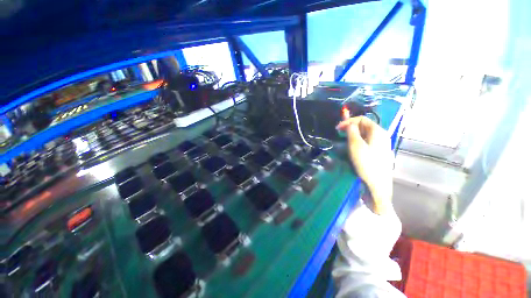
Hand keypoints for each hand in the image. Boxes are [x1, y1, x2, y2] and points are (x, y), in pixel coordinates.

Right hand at [336, 116, 393, 213]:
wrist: (377, 185)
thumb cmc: (366, 163)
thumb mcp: (355, 146)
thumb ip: (352, 132)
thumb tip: (349, 124)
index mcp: (378, 132)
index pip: (362, 119)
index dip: (348, 121)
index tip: (337, 129)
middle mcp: (382, 136)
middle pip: (365, 126)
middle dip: (351, 127)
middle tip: (339, 133)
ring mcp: (382, 145)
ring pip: (366, 134)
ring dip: (354, 135)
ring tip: (344, 140)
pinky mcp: (379, 153)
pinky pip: (367, 142)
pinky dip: (358, 141)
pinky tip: (353, 147)